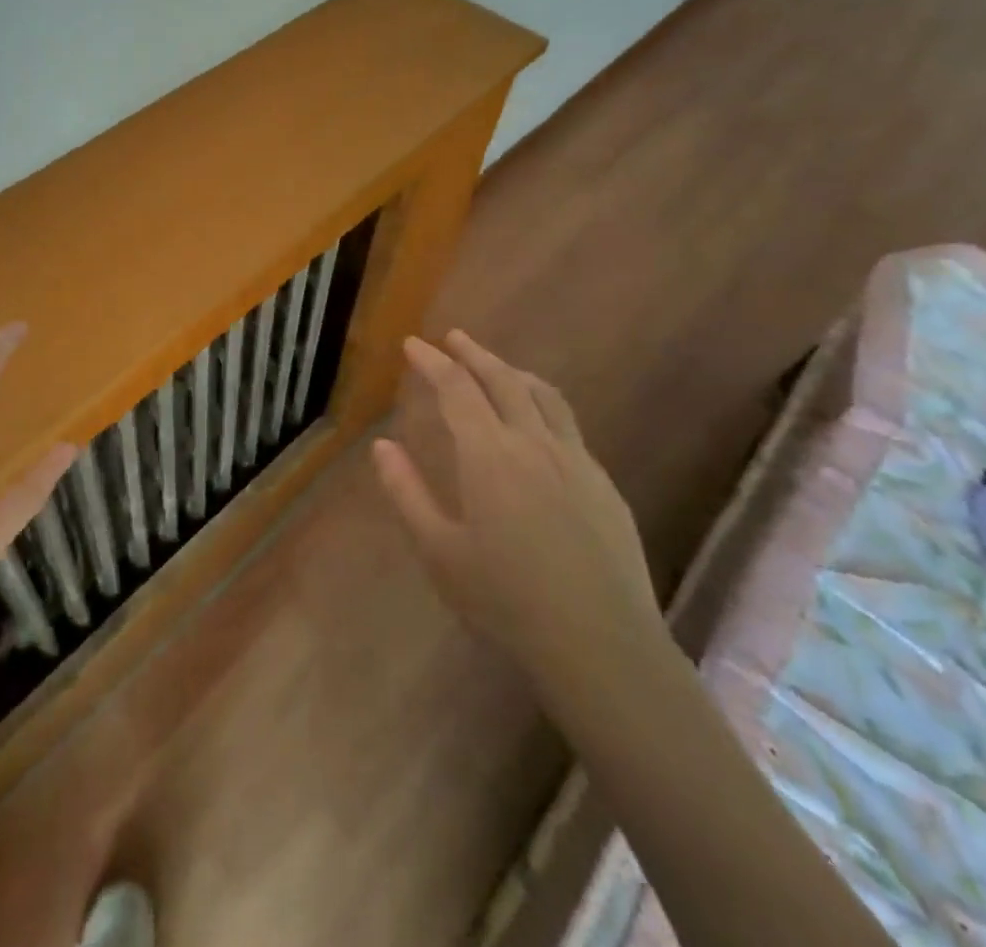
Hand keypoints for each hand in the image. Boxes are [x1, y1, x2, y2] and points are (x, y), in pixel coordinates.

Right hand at [373, 331, 659, 691]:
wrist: (601, 646)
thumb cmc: (506, 601)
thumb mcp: (439, 551)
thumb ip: (406, 492)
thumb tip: (382, 445)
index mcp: (489, 456)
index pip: (456, 389)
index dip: (432, 361)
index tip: (413, 344)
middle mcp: (534, 444)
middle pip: (503, 380)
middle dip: (474, 354)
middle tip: (453, 338)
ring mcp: (576, 462)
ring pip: (544, 396)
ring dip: (512, 372)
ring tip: (494, 367)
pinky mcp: (603, 485)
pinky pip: (568, 425)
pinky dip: (542, 403)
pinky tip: (536, 424)